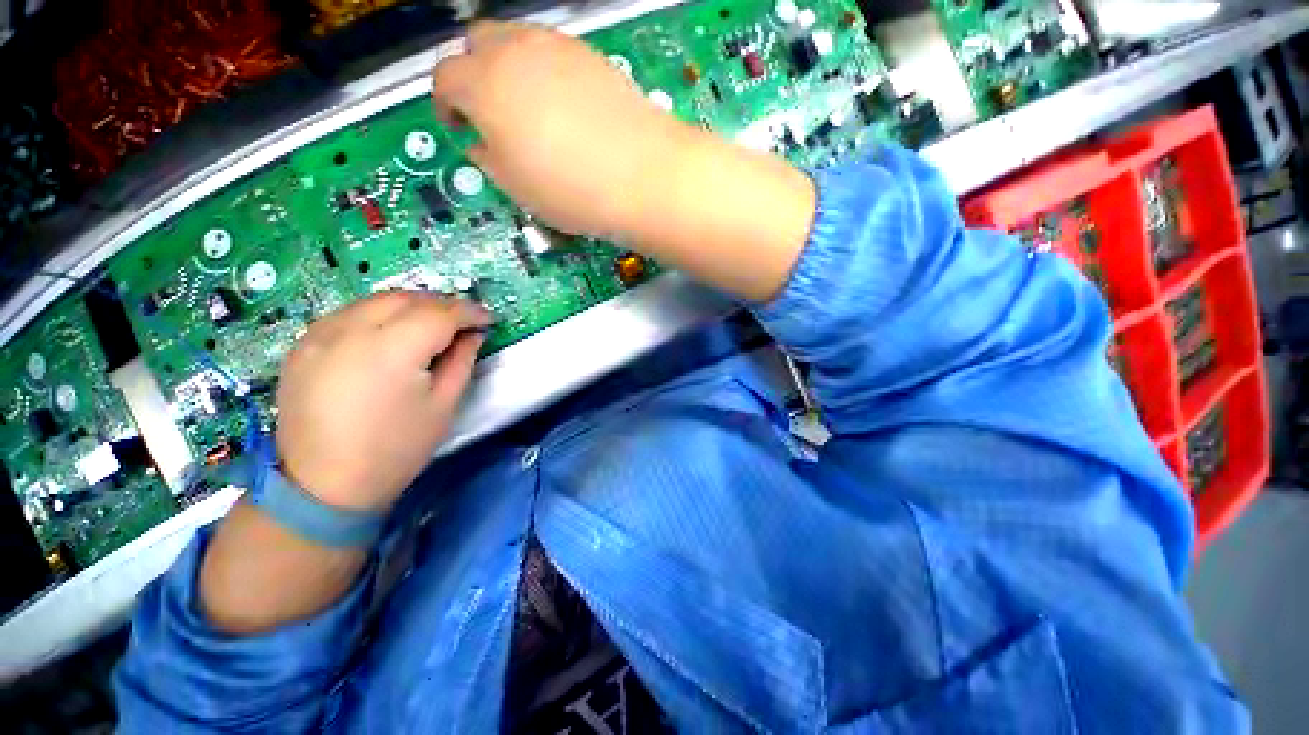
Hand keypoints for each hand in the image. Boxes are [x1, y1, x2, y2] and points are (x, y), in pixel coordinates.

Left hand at [274, 292, 490, 511]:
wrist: (324, 486)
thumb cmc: (396, 449)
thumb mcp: (443, 406)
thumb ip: (461, 361)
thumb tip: (472, 334)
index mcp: (391, 350)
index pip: (439, 313)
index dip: (470, 312)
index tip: (488, 319)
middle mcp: (349, 331)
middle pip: (406, 298)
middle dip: (442, 304)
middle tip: (464, 321)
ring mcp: (319, 335)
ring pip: (376, 300)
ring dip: (411, 305)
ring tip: (432, 325)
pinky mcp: (302, 345)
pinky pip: (349, 313)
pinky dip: (379, 314)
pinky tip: (391, 333)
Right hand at [432, 21, 689, 237]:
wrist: (642, 177)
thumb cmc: (572, 190)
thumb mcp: (516, 188)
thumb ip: (488, 158)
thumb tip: (483, 143)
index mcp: (483, 85)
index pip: (444, 78)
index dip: (446, 104)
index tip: (459, 127)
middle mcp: (515, 51)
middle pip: (476, 43)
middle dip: (474, 73)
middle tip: (492, 113)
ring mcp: (557, 47)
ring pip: (517, 39)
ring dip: (510, 67)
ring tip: (531, 110)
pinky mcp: (592, 54)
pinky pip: (555, 52)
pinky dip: (547, 71)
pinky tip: (566, 107)